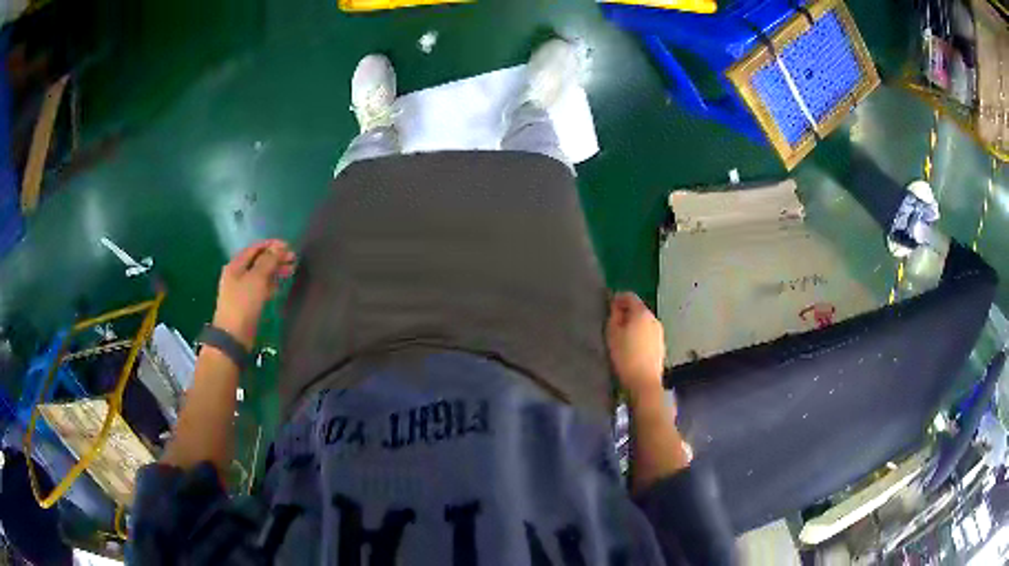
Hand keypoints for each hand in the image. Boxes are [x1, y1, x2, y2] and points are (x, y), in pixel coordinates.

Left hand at [212, 240, 295, 348]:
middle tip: (293, 259)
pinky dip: (271, 284)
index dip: (272, 245)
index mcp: (236, 265)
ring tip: (291, 271)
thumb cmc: (243, 304)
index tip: (289, 247)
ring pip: (260, 274)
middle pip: (258, 260)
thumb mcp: (257, 279)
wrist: (233, 336)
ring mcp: (241, 289)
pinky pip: (260, 287)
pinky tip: (280, 286)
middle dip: (275, 258)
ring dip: (275, 270)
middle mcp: (237, 274)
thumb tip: (278, 247)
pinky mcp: (246, 302)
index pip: (255, 247)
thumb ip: (268, 261)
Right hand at [606, 292, 665, 398]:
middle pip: (638, 309)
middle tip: (612, 323)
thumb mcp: (612, 333)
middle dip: (626, 312)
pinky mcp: (661, 345)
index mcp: (642, 313)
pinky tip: (632, 347)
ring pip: (644, 322)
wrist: (644, 382)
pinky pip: (648, 333)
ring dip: (634, 324)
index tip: (608, 306)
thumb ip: (614, 316)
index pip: (629, 296)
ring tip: (621, 337)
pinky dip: (640, 335)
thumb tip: (616, 306)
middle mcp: (654, 319)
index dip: (617, 298)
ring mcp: (659, 333)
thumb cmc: (625, 357)